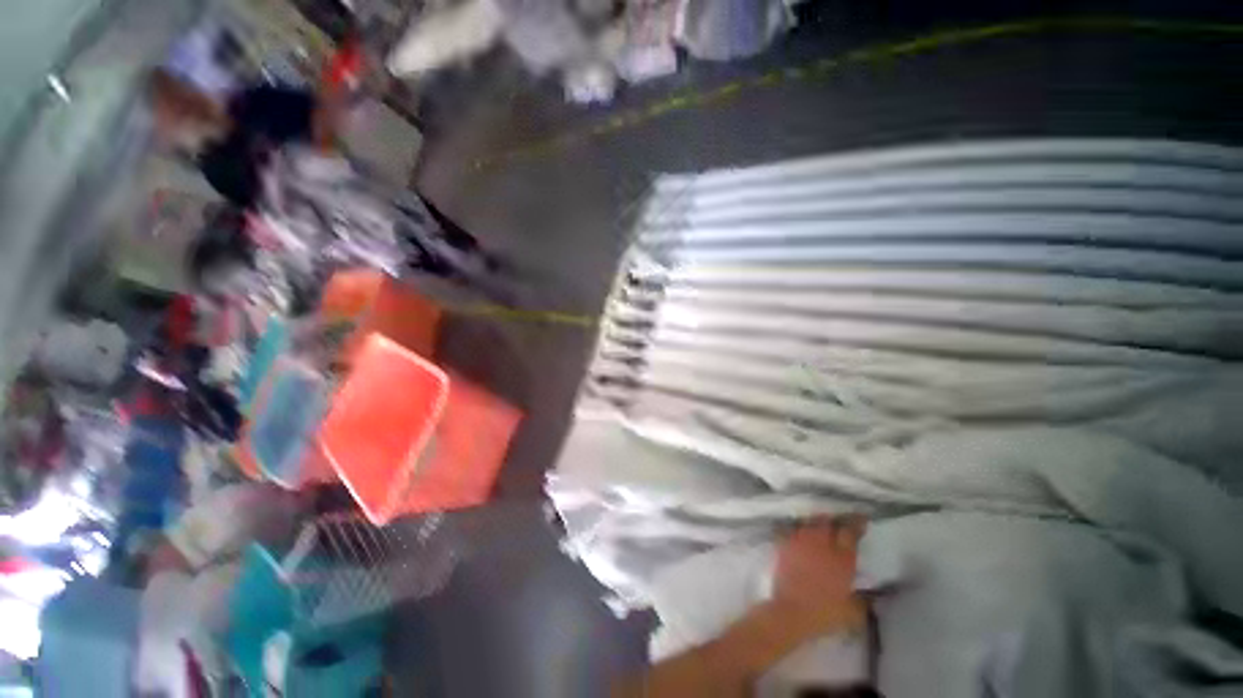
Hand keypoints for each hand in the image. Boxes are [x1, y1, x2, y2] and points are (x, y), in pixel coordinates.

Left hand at [773, 516, 867, 627]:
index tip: (862, 518)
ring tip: (818, 526)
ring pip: (809, 523)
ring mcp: (801, 541)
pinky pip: (791, 530)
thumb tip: (870, 594)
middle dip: (833, 520)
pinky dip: (797, 530)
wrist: (791, 612)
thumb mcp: (852, 612)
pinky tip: (799, 534)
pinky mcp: (784, 544)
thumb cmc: (824, 614)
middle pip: (827, 521)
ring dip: (815, 523)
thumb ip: (863, 599)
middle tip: (837, 523)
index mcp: (842, 558)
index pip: (850, 532)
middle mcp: (821, 544)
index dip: (857, 523)